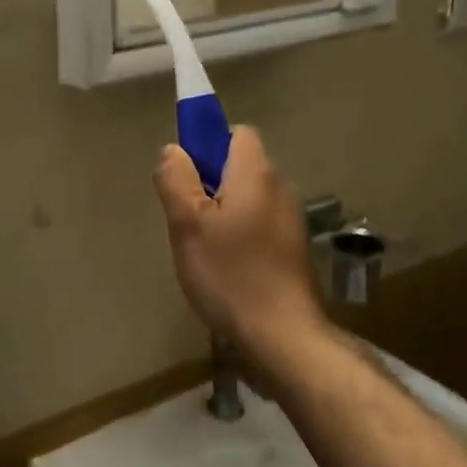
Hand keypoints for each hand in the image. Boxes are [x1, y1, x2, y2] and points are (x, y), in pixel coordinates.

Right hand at [153, 127, 325, 357]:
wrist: (282, 334)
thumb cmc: (230, 274)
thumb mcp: (188, 224)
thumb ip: (176, 180)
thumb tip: (174, 150)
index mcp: (256, 173)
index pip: (236, 133)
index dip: (208, 144)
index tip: (187, 176)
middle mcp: (280, 187)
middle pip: (240, 165)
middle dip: (210, 181)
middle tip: (187, 217)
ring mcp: (290, 218)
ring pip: (247, 196)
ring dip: (223, 210)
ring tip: (203, 246)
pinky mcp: (292, 246)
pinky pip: (258, 221)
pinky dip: (240, 231)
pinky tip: (226, 265)